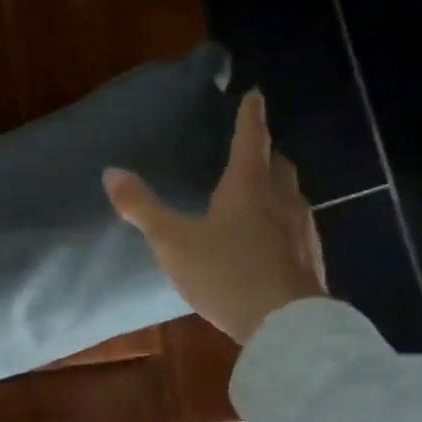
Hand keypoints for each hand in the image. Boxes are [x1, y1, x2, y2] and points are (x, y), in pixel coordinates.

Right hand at [103, 89, 326, 343]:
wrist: (287, 326)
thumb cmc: (226, 273)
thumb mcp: (173, 241)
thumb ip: (142, 207)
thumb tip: (111, 172)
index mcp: (248, 186)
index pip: (250, 139)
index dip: (250, 116)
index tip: (255, 94)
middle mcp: (281, 200)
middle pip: (278, 164)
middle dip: (266, 152)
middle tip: (253, 149)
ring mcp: (301, 230)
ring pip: (292, 195)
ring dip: (277, 186)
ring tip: (260, 192)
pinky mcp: (311, 259)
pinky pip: (296, 226)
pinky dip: (283, 219)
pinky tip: (271, 239)